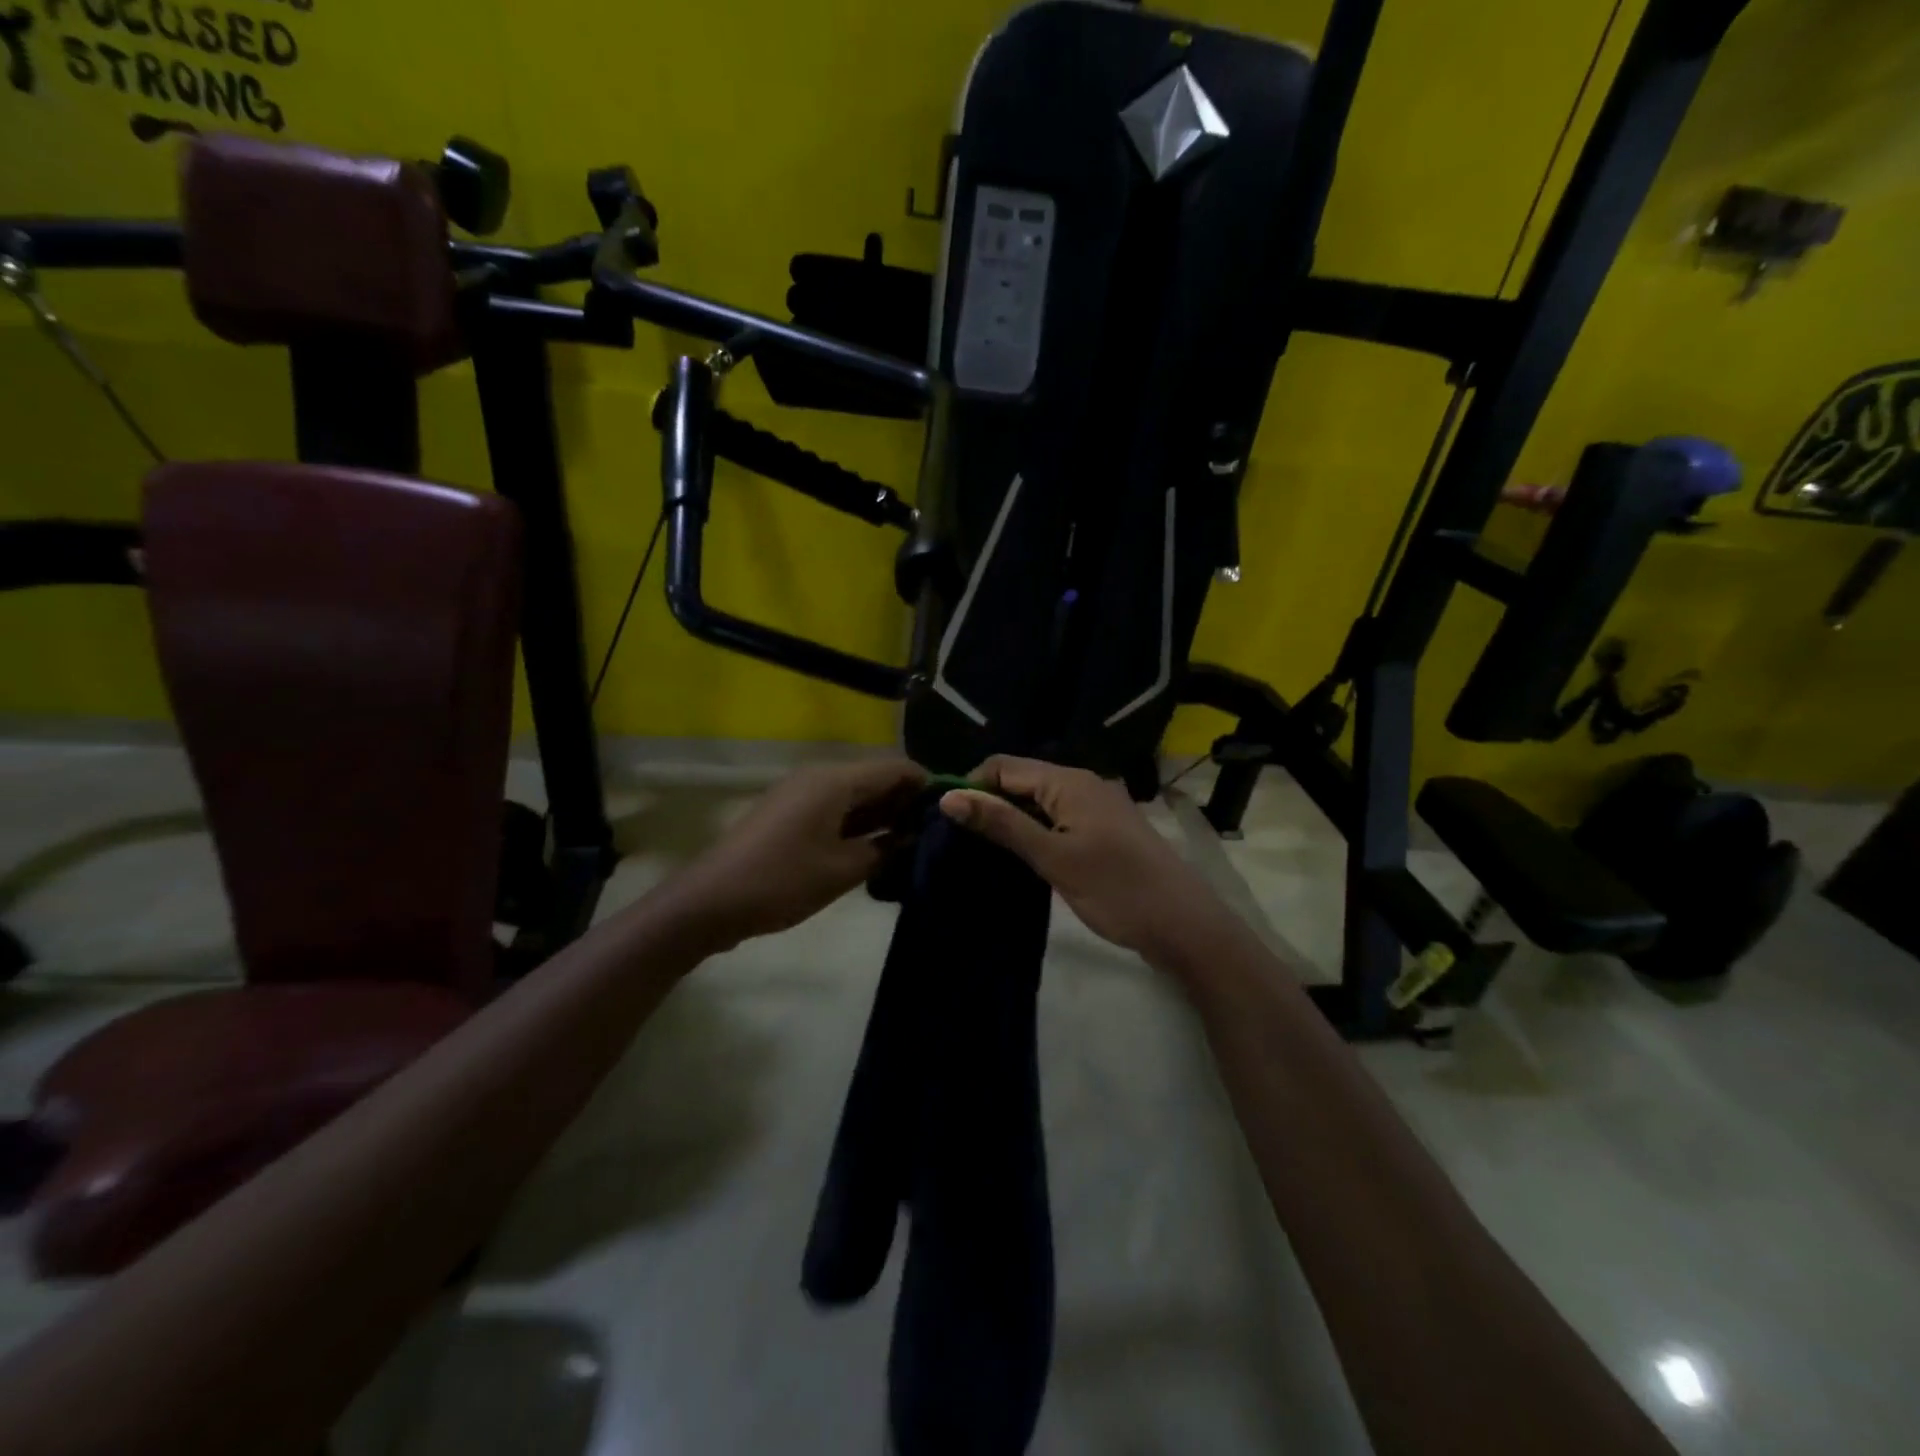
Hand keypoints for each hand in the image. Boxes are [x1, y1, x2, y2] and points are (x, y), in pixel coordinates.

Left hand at [671, 758, 926, 951]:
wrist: (709, 902)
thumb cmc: (781, 881)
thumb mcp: (842, 870)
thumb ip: (884, 850)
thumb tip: (911, 836)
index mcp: (835, 781)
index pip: (895, 767)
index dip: (925, 784)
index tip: (950, 811)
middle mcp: (820, 777)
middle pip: (875, 777)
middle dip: (906, 801)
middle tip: (935, 832)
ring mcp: (801, 794)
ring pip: (855, 794)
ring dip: (882, 814)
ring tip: (912, 843)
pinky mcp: (790, 814)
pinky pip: (835, 808)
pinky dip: (858, 823)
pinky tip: (876, 848)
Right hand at [939, 756, 1230, 962]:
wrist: (1184, 925)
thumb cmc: (1116, 889)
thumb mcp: (1053, 857)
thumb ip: (1001, 824)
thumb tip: (948, 797)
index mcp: (1069, 781)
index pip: (1003, 766)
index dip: (971, 787)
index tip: (947, 822)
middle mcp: (1082, 783)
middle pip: (1022, 780)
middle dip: (989, 804)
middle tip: (960, 842)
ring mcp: (1097, 806)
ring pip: (1039, 801)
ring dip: (1011, 820)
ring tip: (983, 853)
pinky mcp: (1104, 830)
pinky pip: (1058, 818)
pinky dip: (1036, 832)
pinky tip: (1022, 857)